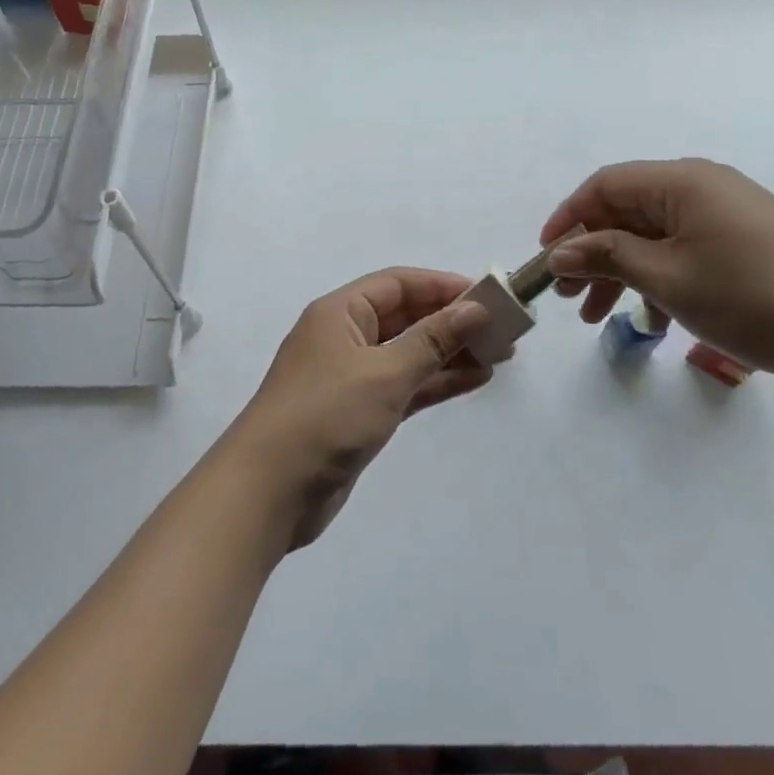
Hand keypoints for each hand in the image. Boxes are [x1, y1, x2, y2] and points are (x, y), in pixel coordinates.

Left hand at [226, 269, 492, 548]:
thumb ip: (432, 339)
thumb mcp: (384, 372)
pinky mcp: (359, 413)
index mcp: (340, 312)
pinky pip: (405, 386)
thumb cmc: (326, 415)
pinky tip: (474, 380)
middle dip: (452, 321)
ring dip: (450, 352)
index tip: (488, 295)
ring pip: (409, 353)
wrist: (270, 490)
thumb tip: (474, 308)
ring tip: (499, 355)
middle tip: (503, 330)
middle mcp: (345, 337)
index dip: (443, 286)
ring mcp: (352, 377)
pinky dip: (436, 382)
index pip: (399, 284)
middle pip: (406, 317)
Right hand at [540, 159, 773, 384]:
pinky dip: (657, 278)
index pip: (604, 186)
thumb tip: (560, 251)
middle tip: (567, 296)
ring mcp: (725, 214)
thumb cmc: (748, 296)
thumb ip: (606, 257)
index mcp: (681, 182)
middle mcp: (701, 187)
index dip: (568, 218)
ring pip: (652, 236)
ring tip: (597, 317)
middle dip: (591, 252)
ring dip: (620, 271)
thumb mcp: (666, 278)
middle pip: (626, 211)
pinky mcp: (743, 242)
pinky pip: (682, 250)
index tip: (546, 258)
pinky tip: (651, 319)